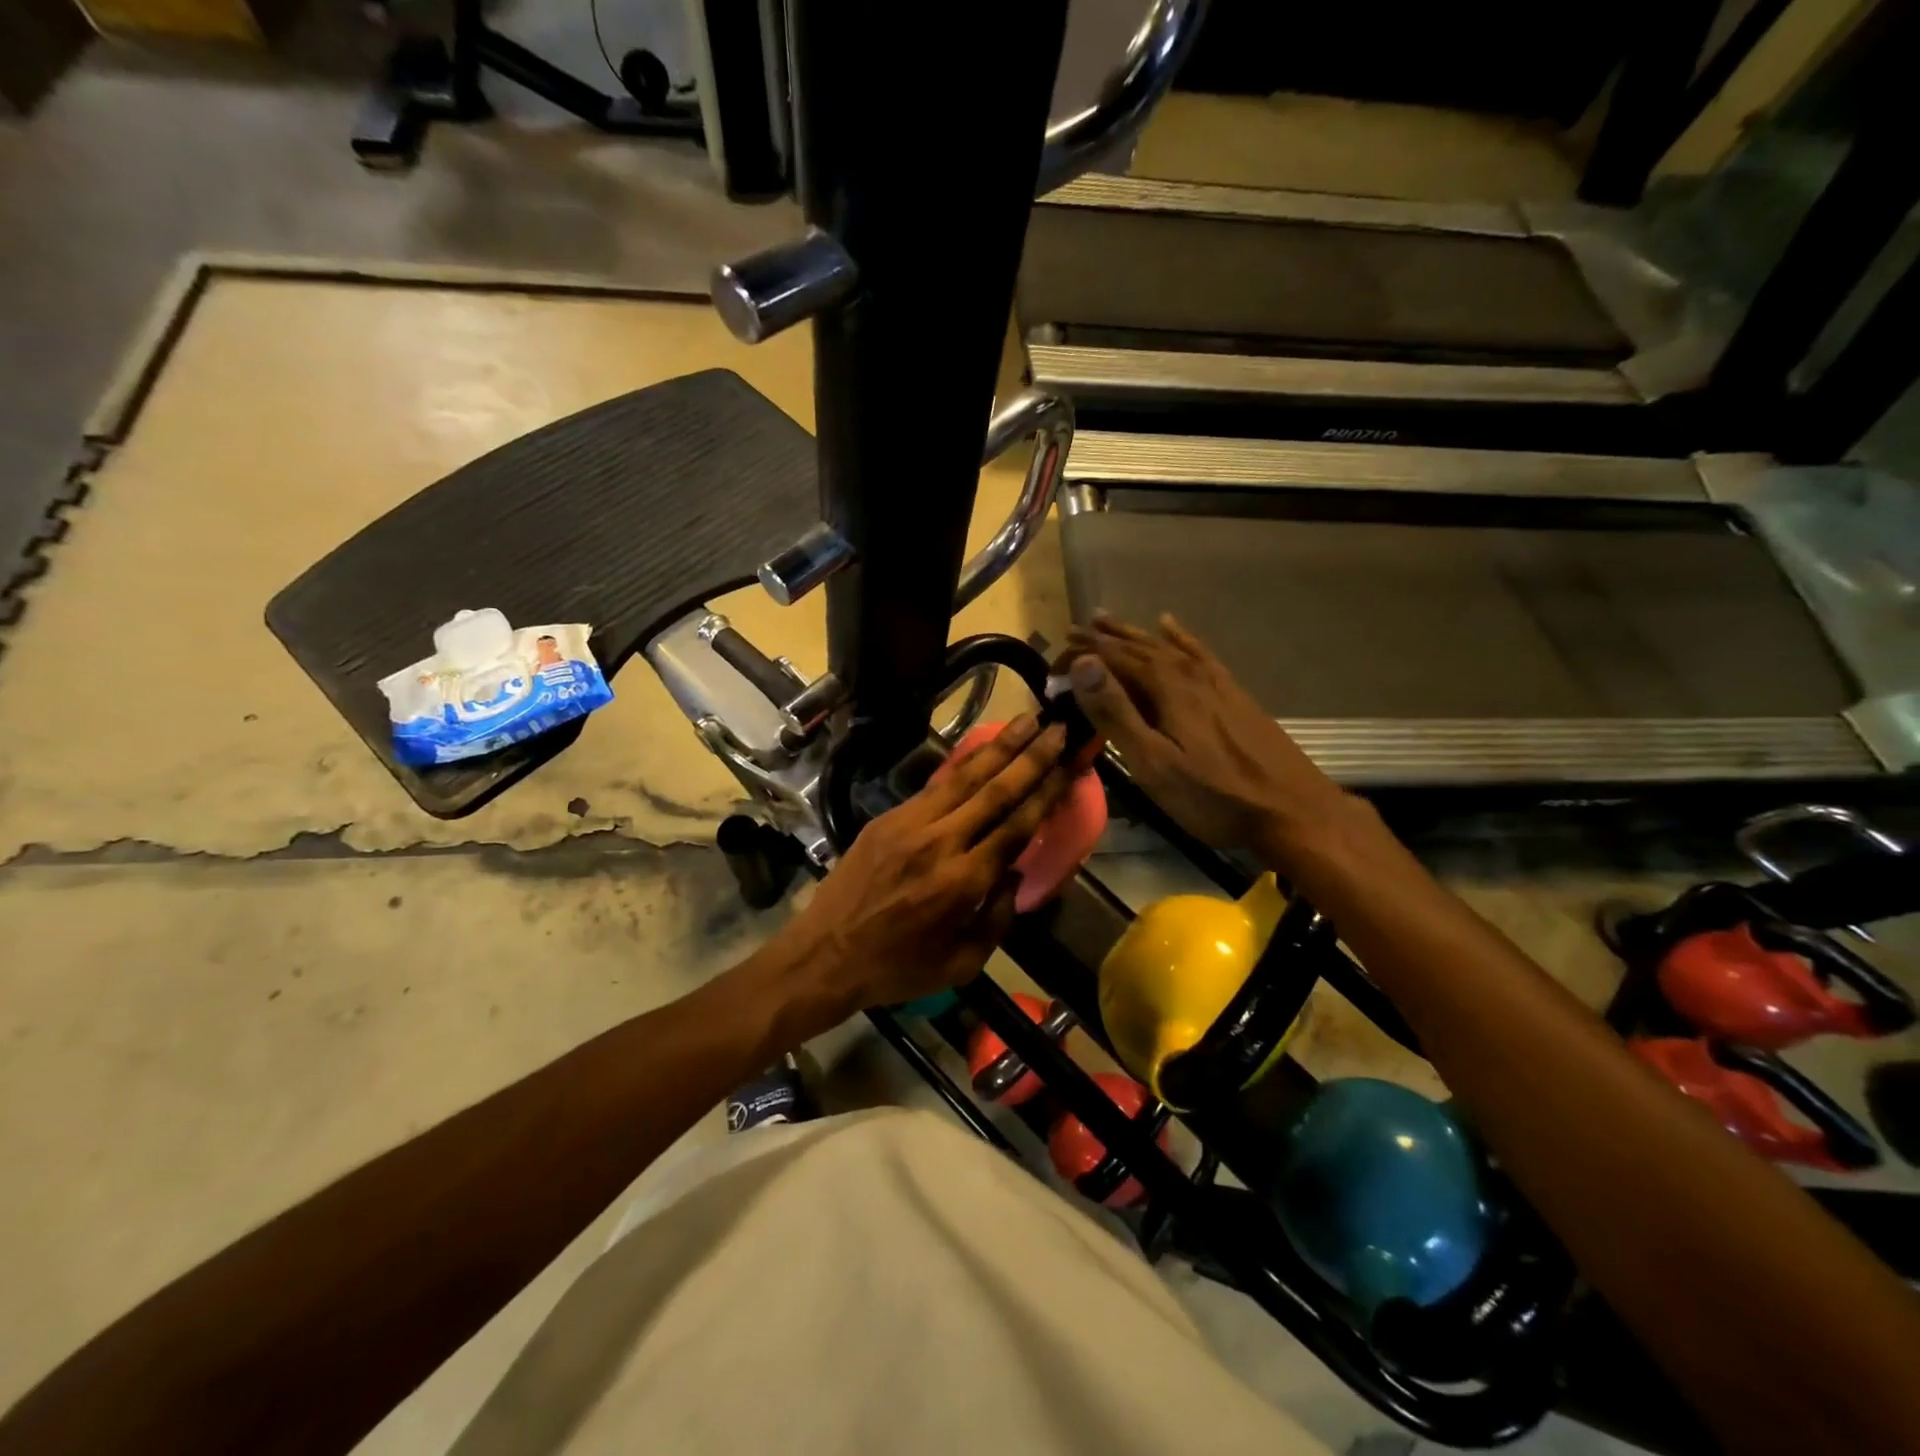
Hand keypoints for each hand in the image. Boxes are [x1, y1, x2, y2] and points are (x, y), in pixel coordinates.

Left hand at [774, 714, 1072, 1014]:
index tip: (1070, 765)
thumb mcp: (961, 963)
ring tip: (1027, 720)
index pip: (1016, 827)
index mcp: (962, 882)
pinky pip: (934, 786)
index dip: (1046, 793)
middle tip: (1059, 728)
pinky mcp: (887, 818)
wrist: (824, 954)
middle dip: (1032, 757)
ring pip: (964, 777)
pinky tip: (982, 748)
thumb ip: (997, 918)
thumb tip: (1013, 871)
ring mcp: (909, 824)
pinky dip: (962, 764)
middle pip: (995, 790)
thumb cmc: (897, 968)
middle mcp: (939, 843)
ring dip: (999, 746)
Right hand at [1063, 612, 1350, 857]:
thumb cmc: (1213, 796)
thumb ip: (1116, 712)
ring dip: (1134, 634)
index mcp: (1167, 688)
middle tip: (1076, 631)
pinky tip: (1171, 626)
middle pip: (1140, 648)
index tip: (1057, 655)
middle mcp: (1189, 674)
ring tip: (1107, 620)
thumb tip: (1083, 664)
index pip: (1114, 659)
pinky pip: (1199, 654)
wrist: (1291, 810)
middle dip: (1104, 639)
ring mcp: (1215, 682)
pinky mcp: (1234, 694)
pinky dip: (1180, 637)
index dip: (1084, 655)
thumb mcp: (1154, 762)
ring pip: (1166, 647)